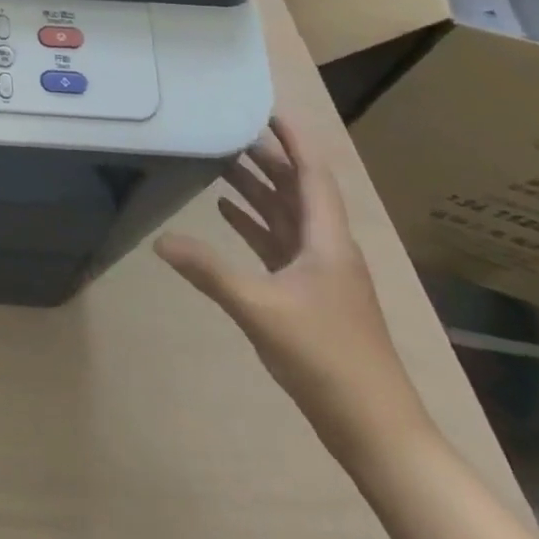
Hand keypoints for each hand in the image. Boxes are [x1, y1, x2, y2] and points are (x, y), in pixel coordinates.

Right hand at [154, 115, 429, 455]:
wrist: (377, 432)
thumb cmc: (327, 359)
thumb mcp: (261, 310)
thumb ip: (210, 271)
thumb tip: (160, 240)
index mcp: (327, 241)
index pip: (312, 174)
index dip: (292, 139)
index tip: (265, 107)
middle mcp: (326, 248)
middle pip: (296, 189)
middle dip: (265, 157)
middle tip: (225, 127)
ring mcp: (319, 273)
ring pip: (286, 215)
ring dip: (256, 187)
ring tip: (218, 159)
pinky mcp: (309, 295)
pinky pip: (278, 243)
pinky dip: (253, 223)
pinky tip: (226, 211)